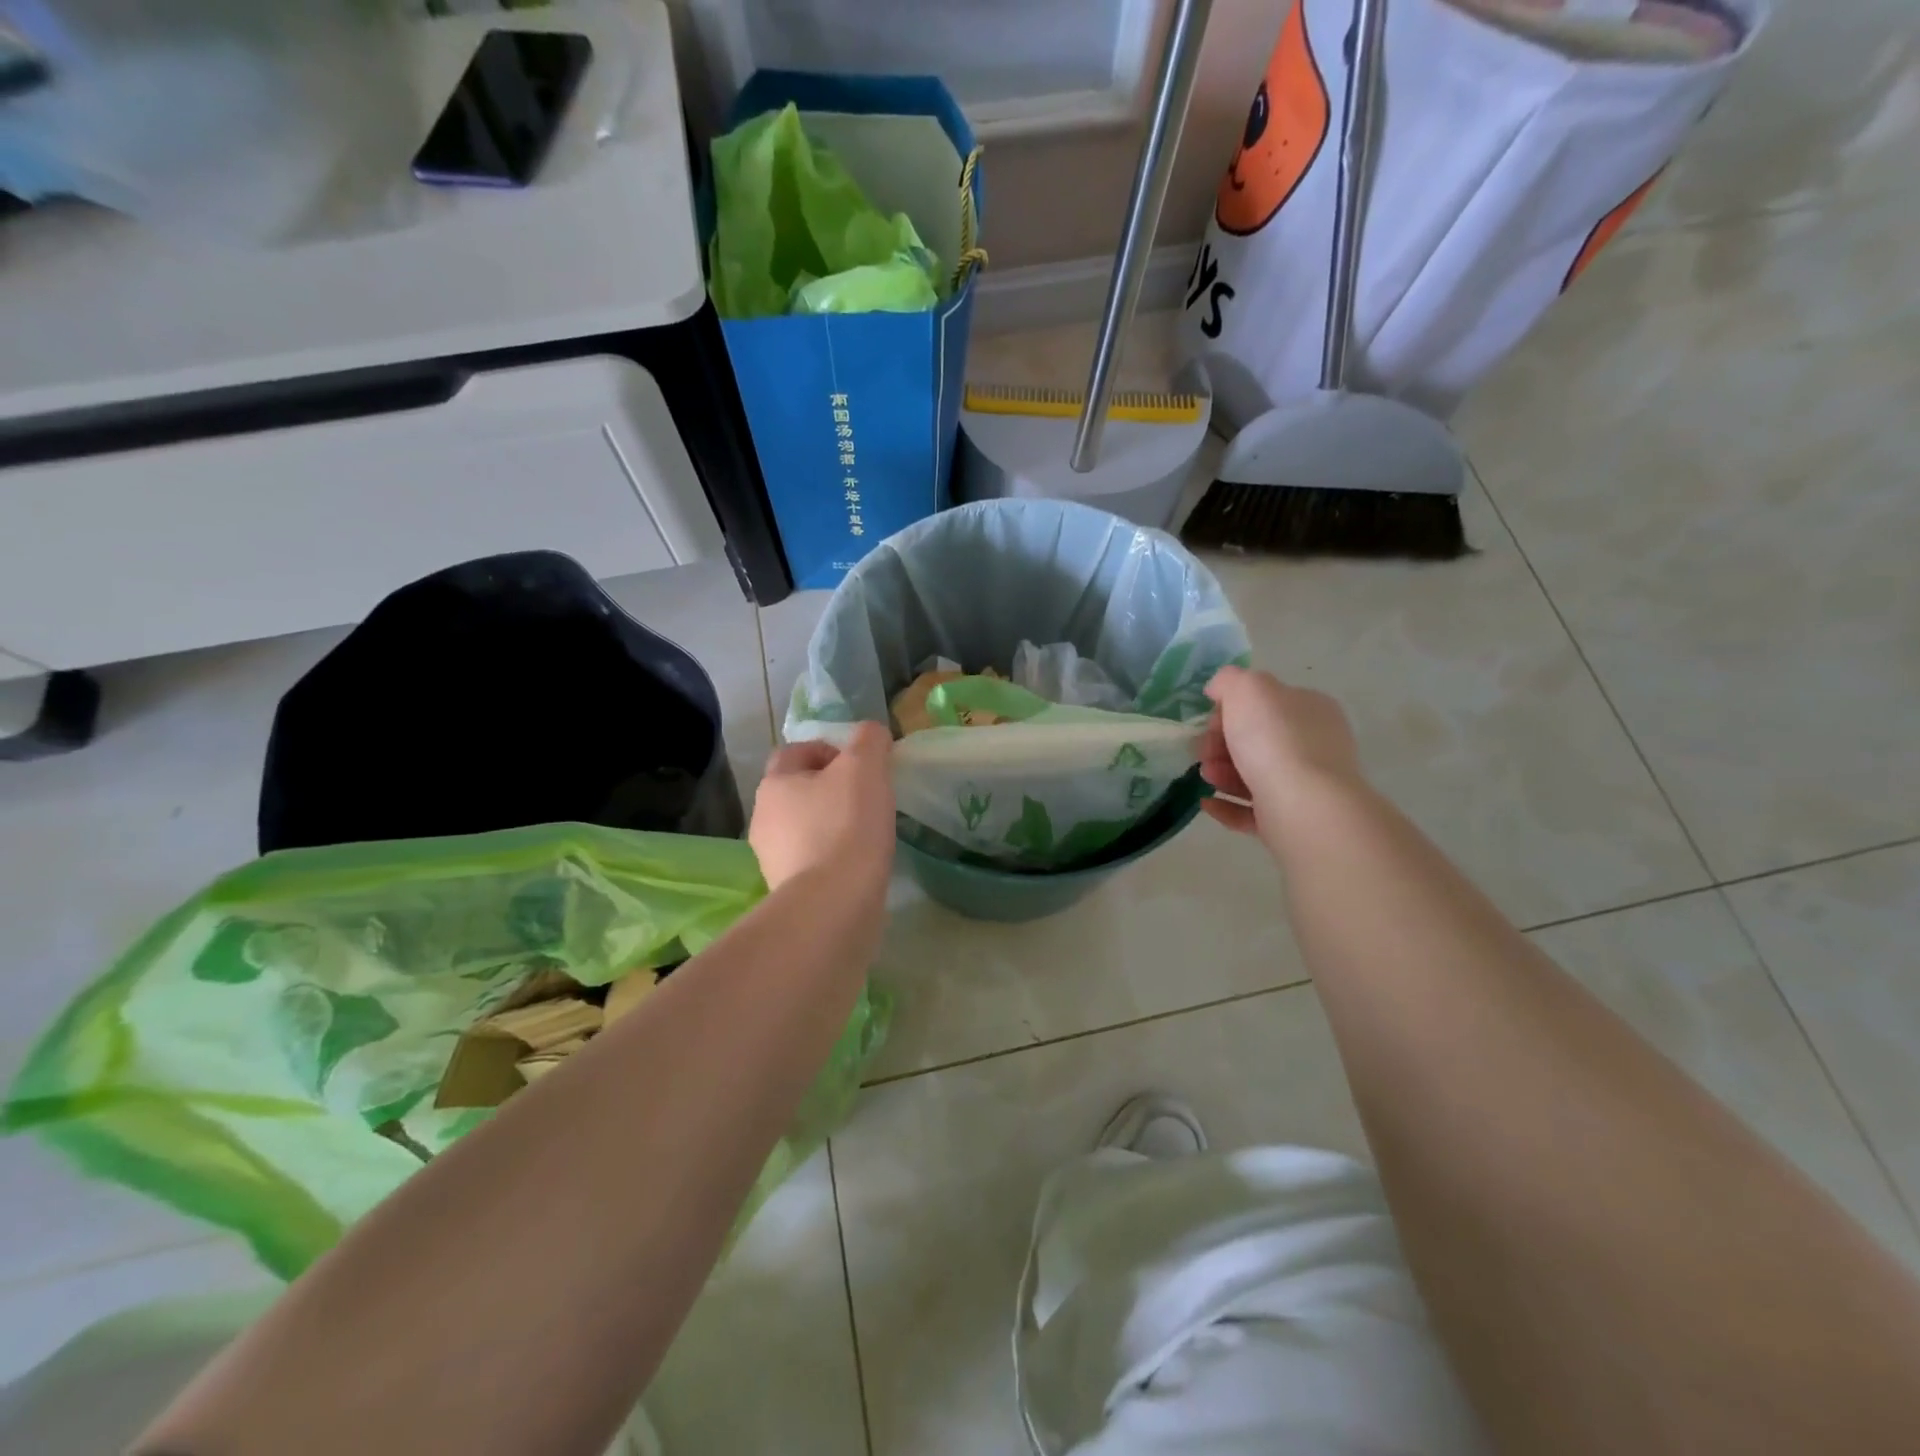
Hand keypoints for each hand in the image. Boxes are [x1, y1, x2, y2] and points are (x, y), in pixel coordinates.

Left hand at [750, 723, 895, 893]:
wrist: (833, 905)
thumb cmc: (847, 825)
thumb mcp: (866, 767)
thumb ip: (870, 740)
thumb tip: (872, 734)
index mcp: (775, 783)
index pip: (795, 751)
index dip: (829, 750)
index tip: (861, 766)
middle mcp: (763, 817)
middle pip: (798, 790)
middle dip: (830, 789)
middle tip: (866, 798)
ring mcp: (770, 857)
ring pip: (803, 826)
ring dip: (830, 824)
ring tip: (865, 834)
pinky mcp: (786, 890)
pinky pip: (810, 860)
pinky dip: (831, 857)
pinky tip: (856, 864)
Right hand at [1199, 666, 1363, 837]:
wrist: (1303, 805)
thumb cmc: (1275, 739)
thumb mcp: (1248, 688)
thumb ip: (1230, 680)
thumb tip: (1220, 690)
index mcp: (1310, 709)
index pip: (1266, 702)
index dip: (1231, 709)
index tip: (1211, 721)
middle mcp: (1314, 744)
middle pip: (1256, 739)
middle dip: (1222, 744)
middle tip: (1204, 751)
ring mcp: (1306, 785)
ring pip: (1253, 774)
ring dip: (1221, 772)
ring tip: (1206, 777)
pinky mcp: (1292, 819)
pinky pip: (1252, 810)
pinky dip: (1227, 805)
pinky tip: (1207, 803)